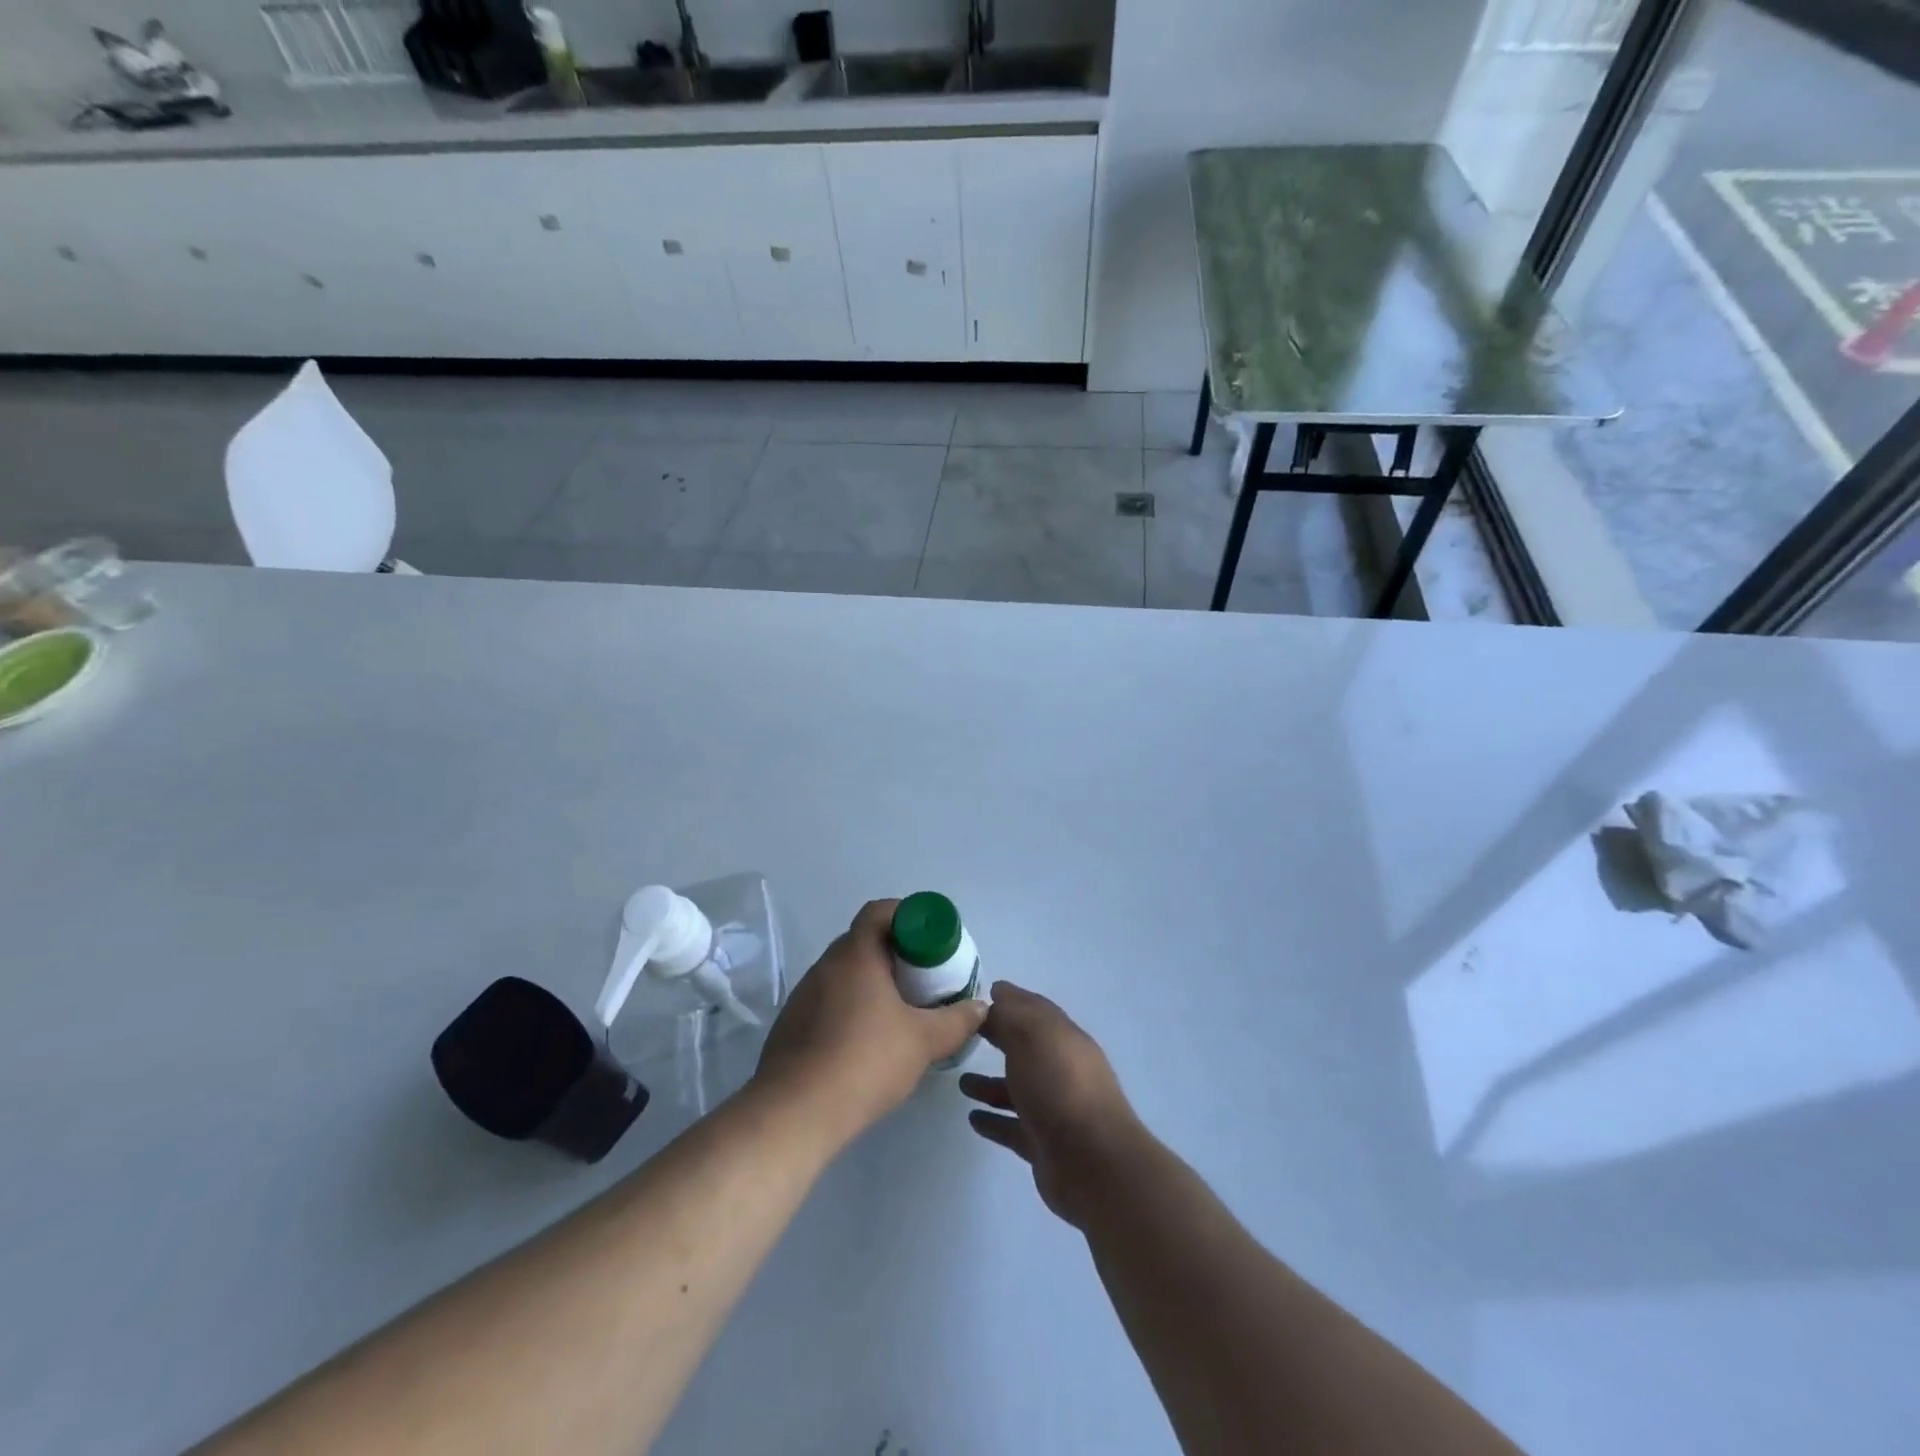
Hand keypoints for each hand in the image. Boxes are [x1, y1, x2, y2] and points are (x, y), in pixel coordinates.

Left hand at [755, 899, 986, 1145]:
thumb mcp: (923, 1041)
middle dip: (896, 953)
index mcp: (855, 954)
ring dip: (872, 983)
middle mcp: (825, 965)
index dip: (907, 916)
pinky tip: (867, 1041)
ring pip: (846, 974)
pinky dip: (852, 1008)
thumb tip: (980, 1007)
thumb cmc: (864, 1061)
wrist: (795, 1113)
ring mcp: (804, 995)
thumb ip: (957, 1021)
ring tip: (900, 1012)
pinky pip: (829, 1001)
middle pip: (863, 941)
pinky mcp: (792, 1025)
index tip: (929, 939)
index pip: (879, 911)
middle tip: (924, 977)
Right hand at [961, 983, 1144, 1227]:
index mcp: (1063, 1038)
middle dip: (1000, 1038)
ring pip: (1017, 1090)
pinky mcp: (1044, 1144)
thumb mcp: (1031, 1035)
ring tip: (961, 1082)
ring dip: (990, 1084)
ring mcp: (1054, 1109)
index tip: (984, 993)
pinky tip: (972, 1118)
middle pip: (1026, 1048)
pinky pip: (1012, 1127)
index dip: (1011, 999)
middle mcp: (1061, 1069)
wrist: (1092, 1161)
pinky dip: (994, 1120)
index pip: (1035, 1010)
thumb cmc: (1059, 1085)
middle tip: (965, 1034)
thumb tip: (998, 995)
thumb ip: (1010, 1015)